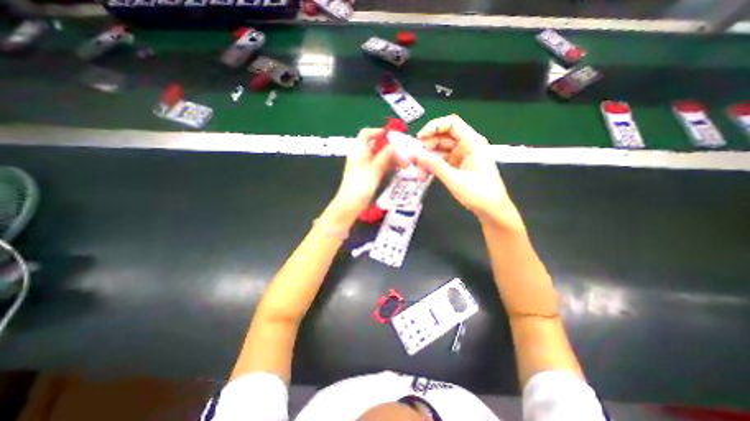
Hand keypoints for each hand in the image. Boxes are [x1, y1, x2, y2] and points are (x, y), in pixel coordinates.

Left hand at [331, 128, 394, 215]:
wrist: (351, 203)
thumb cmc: (361, 185)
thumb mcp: (375, 168)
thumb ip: (385, 155)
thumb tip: (395, 145)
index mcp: (358, 150)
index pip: (366, 133)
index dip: (377, 131)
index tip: (391, 135)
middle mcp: (360, 155)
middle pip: (375, 145)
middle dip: (389, 147)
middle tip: (402, 152)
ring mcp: (363, 166)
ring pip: (378, 156)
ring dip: (390, 157)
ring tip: (403, 162)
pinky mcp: (367, 175)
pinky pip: (378, 166)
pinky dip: (387, 165)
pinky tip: (396, 169)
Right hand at [415, 113, 521, 228]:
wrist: (491, 211)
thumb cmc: (479, 194)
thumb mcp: (455, 179)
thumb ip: (434, 165)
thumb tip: (414, 154)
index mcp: (472, 142)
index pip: (451, 124)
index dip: (434, 126)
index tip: (419, 138)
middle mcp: (466, 146)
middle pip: (442, 138)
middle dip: (427, 148)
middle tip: (414, 159)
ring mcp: (461, 156)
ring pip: (439, 151)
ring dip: (427, 160)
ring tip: (418, 173)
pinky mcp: (457, 166)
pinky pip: (441, 161)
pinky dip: (432, 167)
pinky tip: (424, 176)